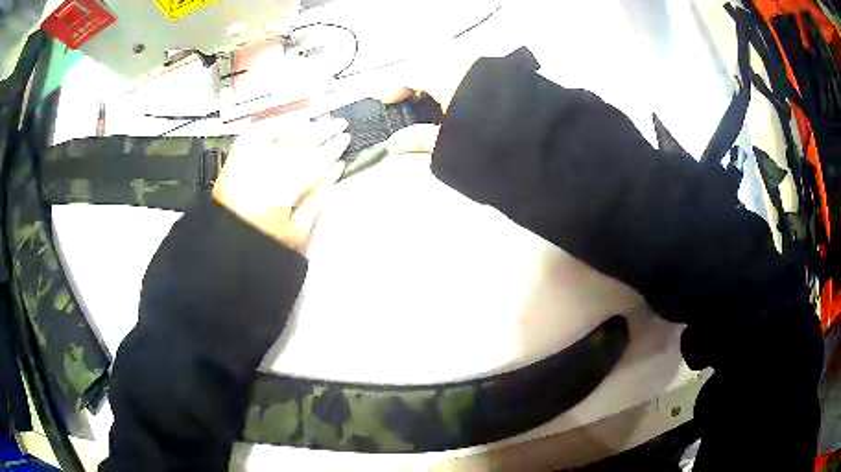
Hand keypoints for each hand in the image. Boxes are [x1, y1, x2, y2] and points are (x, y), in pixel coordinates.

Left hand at [212, 118, 350, 253]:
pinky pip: (254, 134)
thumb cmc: (261, 247)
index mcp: (279, 193)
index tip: (346, 139)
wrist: (224, 250)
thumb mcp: (297, 234)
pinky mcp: (233, 162)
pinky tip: (283, 121)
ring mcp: (244, 164)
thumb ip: (316, 200)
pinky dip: (271, 125)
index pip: (313, 161)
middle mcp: (260, 171)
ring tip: (316, 117)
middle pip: (296, 142)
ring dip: (298, 123)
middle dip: (321, 130)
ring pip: (276, 132)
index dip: (332, 148)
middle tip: (338, 123)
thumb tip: (334, 172)